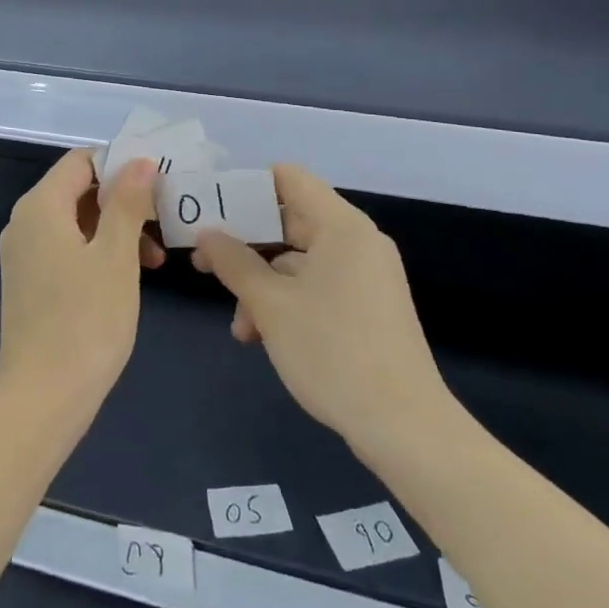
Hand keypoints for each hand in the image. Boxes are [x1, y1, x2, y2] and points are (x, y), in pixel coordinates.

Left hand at [0, 150, 160, 413]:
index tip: (158, 185)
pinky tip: (127, 277)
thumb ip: (128, 203)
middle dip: (123, 201)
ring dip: (115, 229)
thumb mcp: (117, 257)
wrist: (43, 398)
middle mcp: (24, 221)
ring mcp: (23, 253)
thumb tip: (140, 161)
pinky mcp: (28, 281)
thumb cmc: (86, 321)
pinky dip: (97, 251)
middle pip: (78, 189)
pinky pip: (65, 247)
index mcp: (40, 206)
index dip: (120, 164)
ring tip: (154, 260)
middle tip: (163, 224)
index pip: (82, 160)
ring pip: (75, 221)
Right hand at [193, 165, 451, 451]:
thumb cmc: (332, 352)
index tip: (211, 209)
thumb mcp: (270, 305)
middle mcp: (357, 242)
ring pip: (299, 260)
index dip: (246, 187)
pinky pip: (318, 285)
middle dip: (246, 243)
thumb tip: (207, 235)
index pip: (289, 178)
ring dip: (262, 283)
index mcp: (341, 227)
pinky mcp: (367, 308)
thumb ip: (233, 262)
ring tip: (238, 324)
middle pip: (291, 220)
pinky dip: (287, 300)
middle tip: (204, 262)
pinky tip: (262, 336)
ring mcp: (365, 276)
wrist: (404, 429)